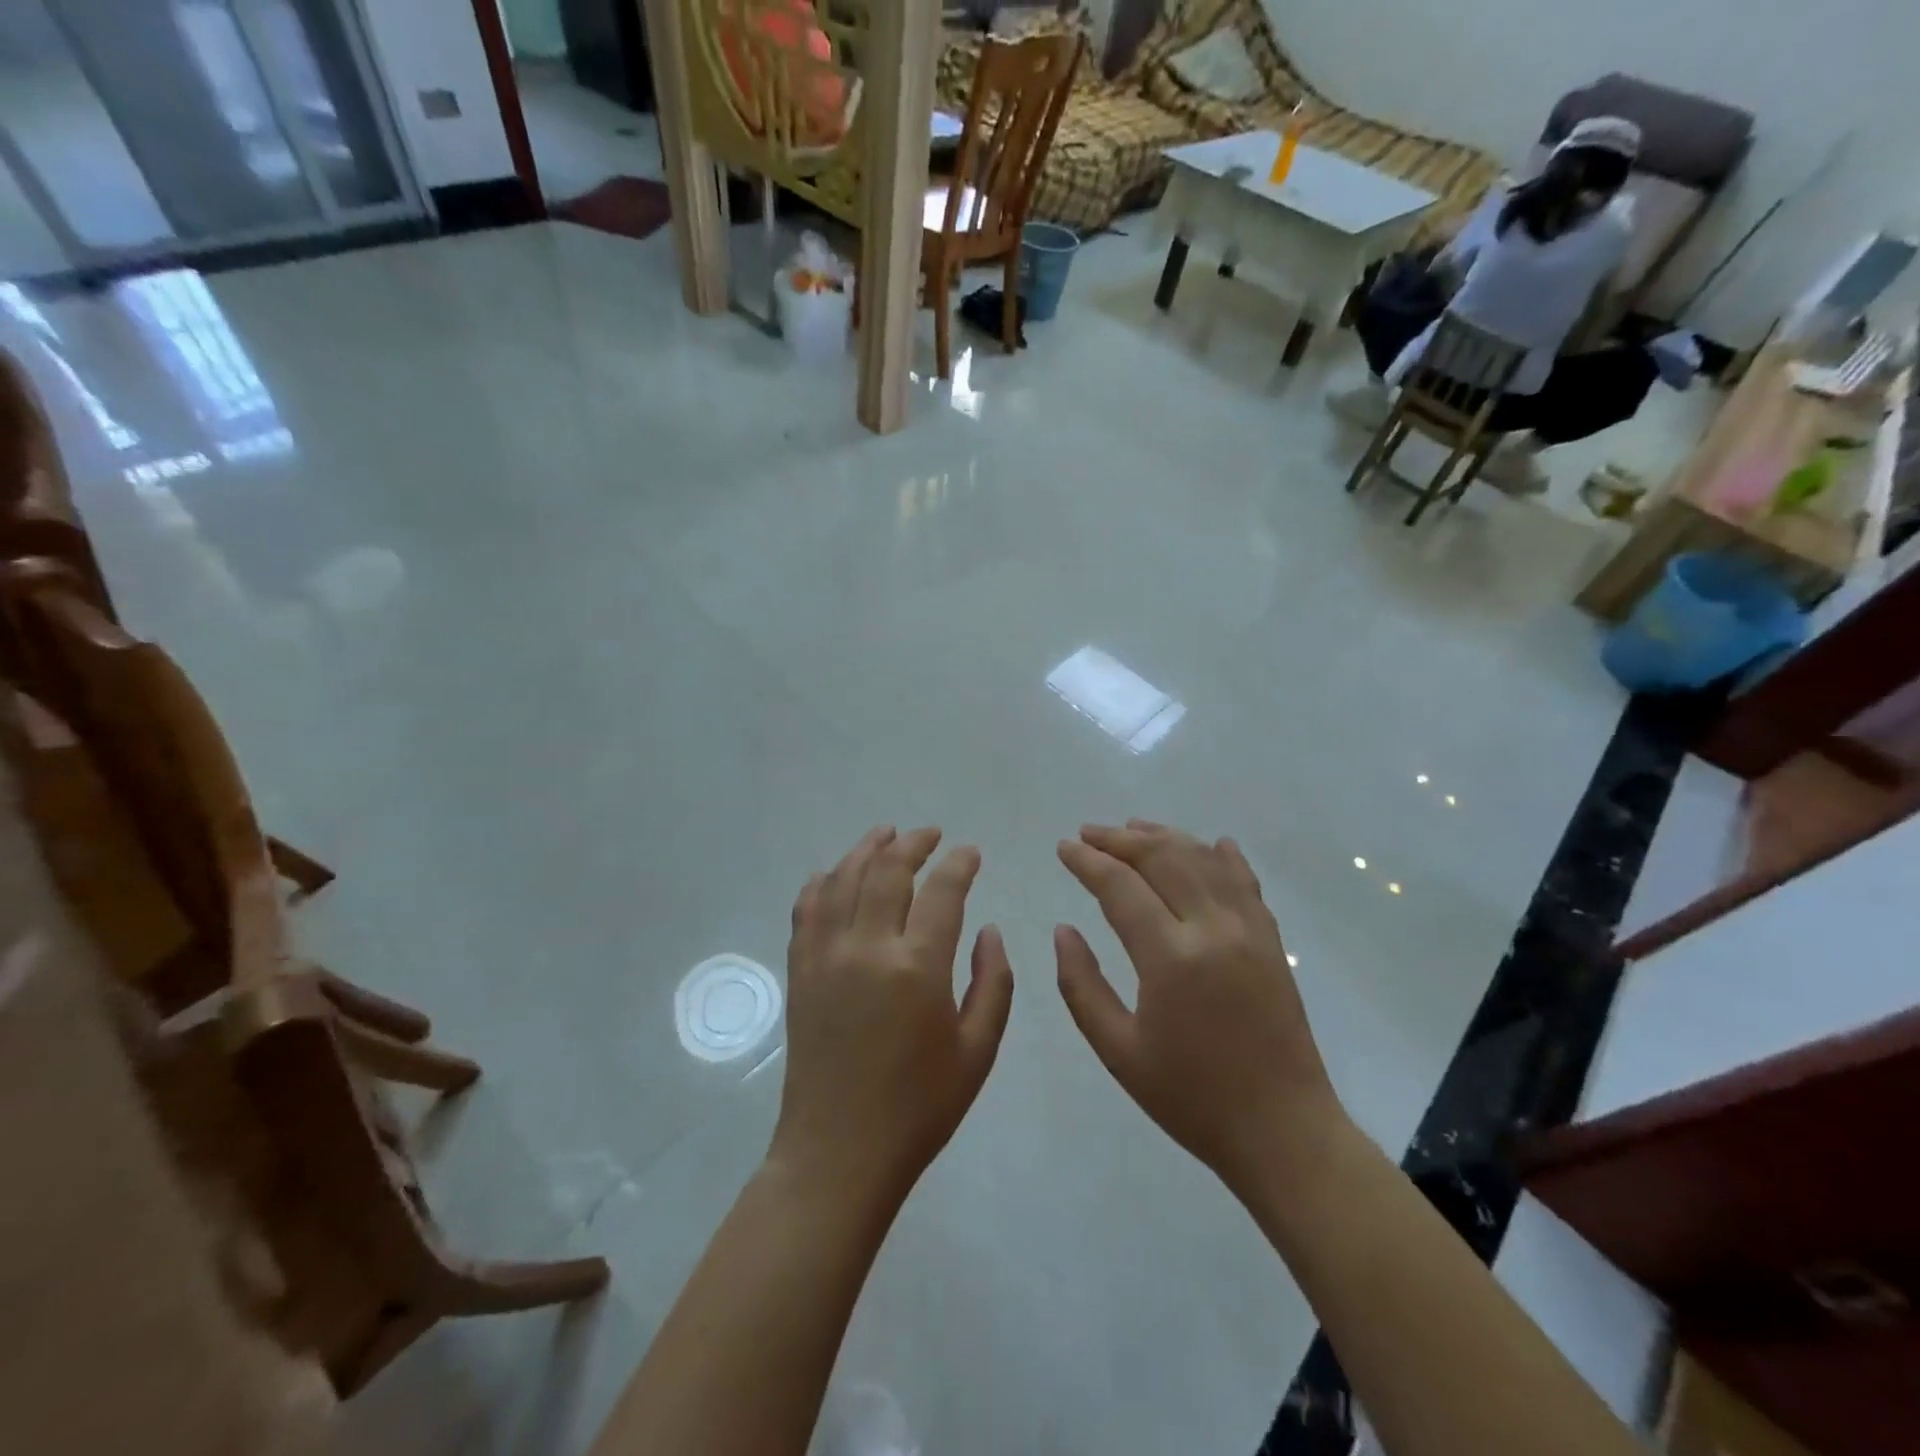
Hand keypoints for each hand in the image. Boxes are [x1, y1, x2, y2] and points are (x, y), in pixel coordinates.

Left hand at [770, 826, 1013, 1206]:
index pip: (942, 891)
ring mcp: (825, 956)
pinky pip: (806, 909)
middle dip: (913, 843)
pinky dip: (822, 882)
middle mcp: (867, 948)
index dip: (959, 864)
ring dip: (866, 849)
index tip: (970, 852)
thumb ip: (992, 982)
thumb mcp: (977, 1051)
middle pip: (888, 870)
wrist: (839, 1153)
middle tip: (932, 835)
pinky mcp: (800, 971)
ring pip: (843, 879)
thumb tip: (988, 929)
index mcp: (917, 968)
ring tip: (886, 834)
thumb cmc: (919, 1108)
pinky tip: (834, 873)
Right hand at [1054, 821, 1344, 1193]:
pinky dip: (1223, 856)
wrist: (1283, 1131)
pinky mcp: (1272, 940)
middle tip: (1088, 833)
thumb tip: (1063, 930)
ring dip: (1165, 837)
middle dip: (1119, 839)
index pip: (1120, 887)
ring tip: (1132, 827)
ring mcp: (1249, 930)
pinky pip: (1246, 881)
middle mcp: (1213, 929)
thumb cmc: (1191, 1097)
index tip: (1063, 847)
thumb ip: (1081, 986)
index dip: (1088, 861)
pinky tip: (1211, 843)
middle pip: (1162, 858)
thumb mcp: (1118, 1052)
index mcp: (1170, 958)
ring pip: (1203, 859)